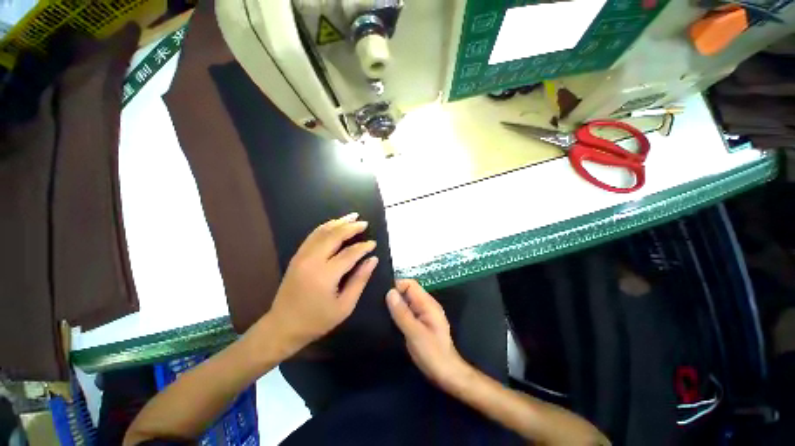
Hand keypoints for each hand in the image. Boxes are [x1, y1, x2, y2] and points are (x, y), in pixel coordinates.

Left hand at [264, 213, 378, 351]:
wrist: (283, 325)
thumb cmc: (317, 320)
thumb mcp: (344, 306)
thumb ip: (359, 280)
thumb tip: (372, 260)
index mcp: (325, 275)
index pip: (349, 253)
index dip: (363, 247)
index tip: (373, 243)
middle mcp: (312, 260)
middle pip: (334, 236)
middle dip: (351, 227)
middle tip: (364, 223)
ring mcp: (302, 256)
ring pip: (322, 231)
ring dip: (338, 222)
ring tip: (352, 216)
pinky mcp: (297, 256)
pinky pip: (313, 235)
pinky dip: (326, 227)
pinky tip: (335, 224)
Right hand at [386, 279, 467, 386]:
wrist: (447, 374)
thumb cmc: (432, 353)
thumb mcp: (414, 333)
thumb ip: (402, 312)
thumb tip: (389, 292)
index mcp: (427, 303)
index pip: (410, 284)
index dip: (396, 286)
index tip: (381, 294)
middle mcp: (426, 305)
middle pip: (408, 291)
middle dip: (394, 294)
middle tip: (377, 303)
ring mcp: (424, 314)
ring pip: (406, 301)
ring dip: (395, 304)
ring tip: (379, 309)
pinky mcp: (421, 323)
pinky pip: (407, 311)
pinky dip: (398, 313)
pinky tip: (388, 319)